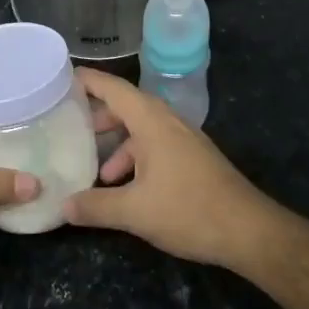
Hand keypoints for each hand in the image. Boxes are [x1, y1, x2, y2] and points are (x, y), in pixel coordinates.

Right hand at [64, 69, 288, 269]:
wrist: (248, 230)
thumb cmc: (189, 210)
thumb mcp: (134, 212)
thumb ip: (95, 206)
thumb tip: (63, 207)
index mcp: (153, 122)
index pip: (114, 89)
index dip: (88, 81)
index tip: (60, 78)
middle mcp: (169, 123)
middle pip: (128, 107)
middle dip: (99, 117)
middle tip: (71, 128)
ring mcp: (185, 141)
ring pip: (143, 131)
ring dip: (119, 145)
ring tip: (98, 172)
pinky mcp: (194, 159)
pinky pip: (157, 147)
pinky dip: (137, 159)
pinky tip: (127, 188)